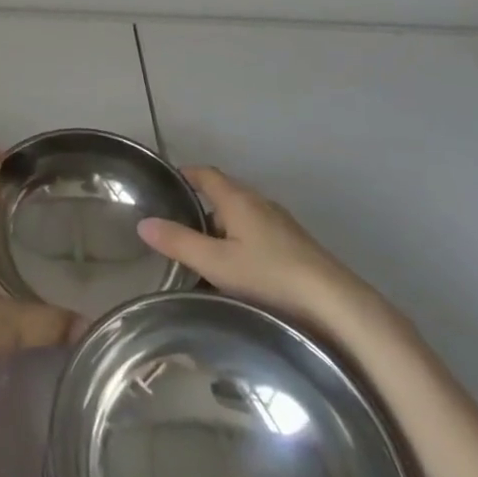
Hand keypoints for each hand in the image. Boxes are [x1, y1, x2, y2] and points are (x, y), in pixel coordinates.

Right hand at [138, 166, 391, 335]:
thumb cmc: (270, 276)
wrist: (333, 302)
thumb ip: (179, 242)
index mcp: (238, 199)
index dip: (185, 175)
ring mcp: (279, 224)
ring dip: (220, 229)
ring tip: (201, 256)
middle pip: (223, 195)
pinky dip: (239, 243)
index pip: (206, 174)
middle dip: (200, 207)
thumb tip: (144, 222)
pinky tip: (236, 273)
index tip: (166, 185)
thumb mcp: (216, 263)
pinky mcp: (294, 245)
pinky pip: (257, 234)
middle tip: (176, 228)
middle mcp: (259, 203)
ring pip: (241, 217)